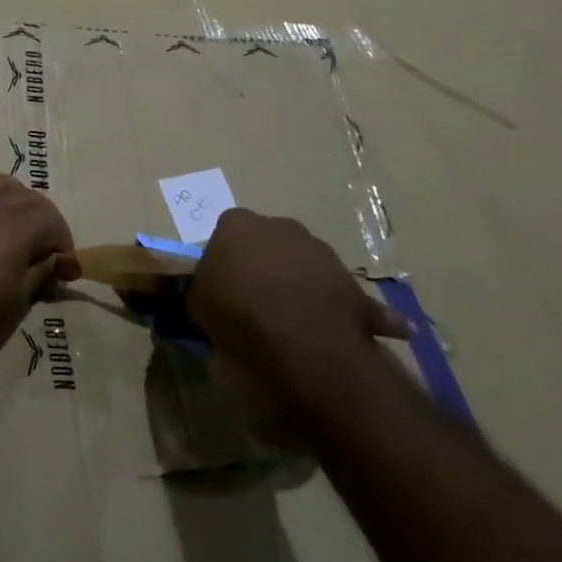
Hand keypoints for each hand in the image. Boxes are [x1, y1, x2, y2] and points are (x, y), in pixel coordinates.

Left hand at [0, 168, 76, 392]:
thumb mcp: (17, 304)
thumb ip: (39, 275)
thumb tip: (55, 263)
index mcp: (16, 227)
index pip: (51, 218)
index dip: (62, 242)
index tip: (62, 268)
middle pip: (25, 196)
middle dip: (41, 220)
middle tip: (40, 253)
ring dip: (5, 194)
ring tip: (7, 221)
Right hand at [189, 209, 409, 450]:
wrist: (298, 337)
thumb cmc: (236, 310)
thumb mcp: (199, 302)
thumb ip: (205, 290)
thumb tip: (212, 294)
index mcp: (238, 224)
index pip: (228, 230)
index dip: (227, 257)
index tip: (224, 283)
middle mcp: (282, 226)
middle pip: (272, 242)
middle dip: (267, 264)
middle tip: (258, 299)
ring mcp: (322, 252)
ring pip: (309, 265)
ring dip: (304, 285)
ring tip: (295, 321)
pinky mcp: (352, 284)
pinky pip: (350, 298)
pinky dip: (356, 312)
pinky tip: (362, 333)